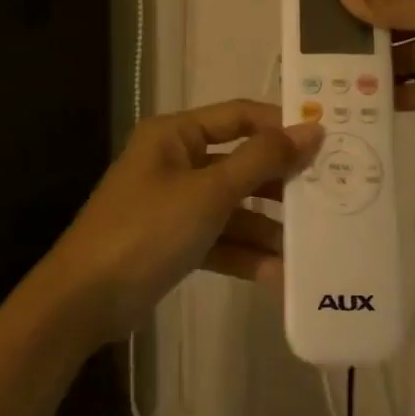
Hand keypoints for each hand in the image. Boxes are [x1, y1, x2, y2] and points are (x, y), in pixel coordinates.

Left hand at [38, 100, 322, 345]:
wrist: (85, 299)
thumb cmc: (148, 229)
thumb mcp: (210, 192)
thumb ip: (262, 160)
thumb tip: (313, 128)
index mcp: (175, 135)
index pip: (240, 116)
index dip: (281, 126)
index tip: (327, 143)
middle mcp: (175, 162)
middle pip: (240, 164)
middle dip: (280, 184)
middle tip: (328, 197)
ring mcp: (173, 204)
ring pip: (232, 207)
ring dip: (266, 228)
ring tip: (310, 246)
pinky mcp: (173, 242)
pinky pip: (219, 240)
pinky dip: (244, 254)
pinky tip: (278, 276)